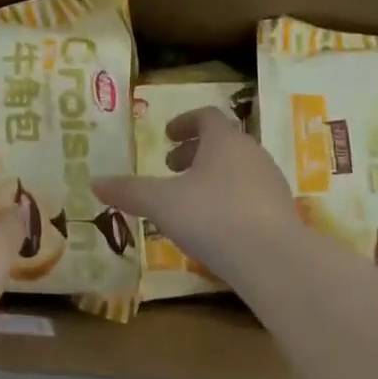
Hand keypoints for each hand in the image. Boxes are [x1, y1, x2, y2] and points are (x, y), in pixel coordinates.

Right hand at [93, 107, 304, 289]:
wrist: (274, 261)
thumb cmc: (212, 217)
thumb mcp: (160, 203)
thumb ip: (128, 191)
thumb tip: (94, 182)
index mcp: (224, 140)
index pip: (206, 117)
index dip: (184, 122)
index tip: (166, 136)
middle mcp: (252, 153)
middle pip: (223, 142)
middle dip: (195, 151)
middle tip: (171, 167)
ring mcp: (272, 183)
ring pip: (238, 168)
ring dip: (212, 175)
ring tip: (190, 198)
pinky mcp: (283, 212)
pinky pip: (251, 194)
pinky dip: (230, 198)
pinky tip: (216, 225)